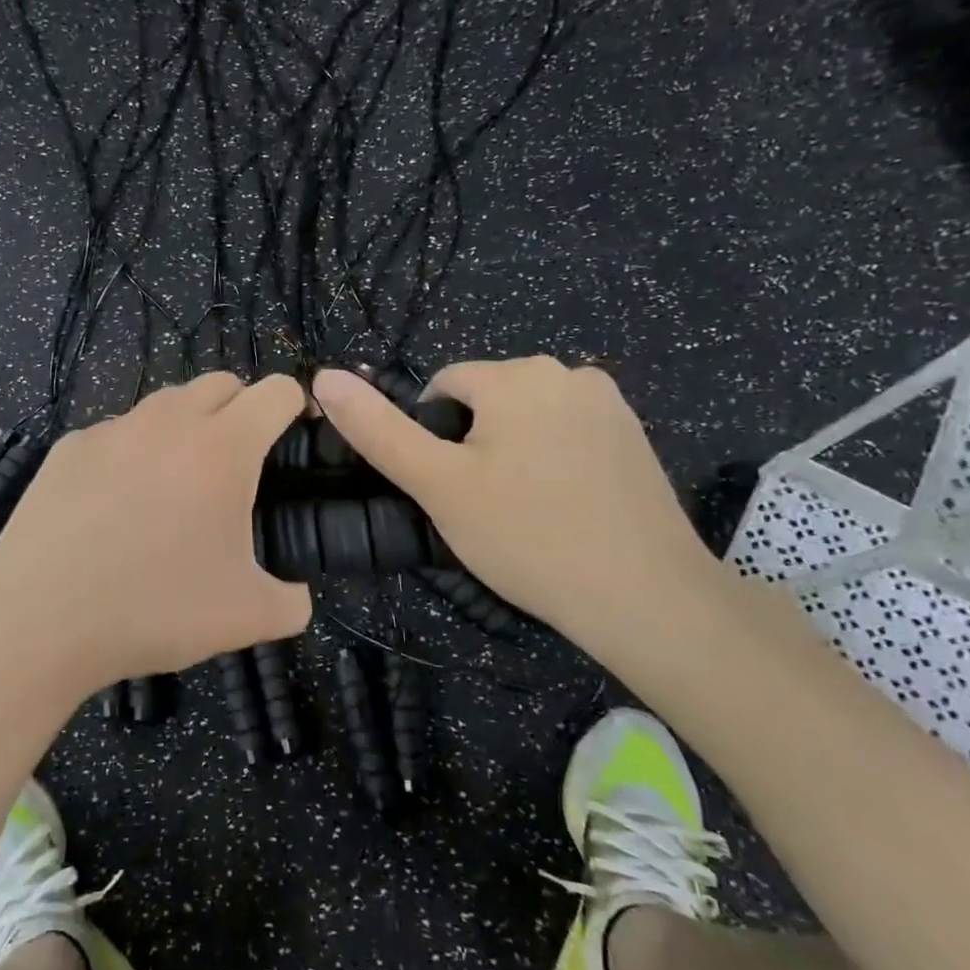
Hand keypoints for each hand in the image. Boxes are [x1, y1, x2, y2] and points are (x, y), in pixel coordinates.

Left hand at [0, 373, 312, 699]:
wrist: (38, 618)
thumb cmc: (154, 608)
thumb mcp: (246, 618)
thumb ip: (292, 601)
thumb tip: (296, 595)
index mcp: (223, 446)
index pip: (276, 391)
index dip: (296, 406)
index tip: (296, 436)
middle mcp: (169, 421)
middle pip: (222, 383)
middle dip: (242, 410)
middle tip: (239, 466)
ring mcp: (113, 429)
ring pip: (166, 406)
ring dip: (186, 428)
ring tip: (177, 486)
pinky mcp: (70, 447)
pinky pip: (117, 434)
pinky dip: (133, 454)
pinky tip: (116, 506)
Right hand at [311, 359, 720, 652]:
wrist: (646, 598)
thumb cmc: (528, 536)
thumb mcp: (437, 484)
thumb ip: (377, 430)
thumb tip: (323, 377)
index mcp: (517, 374)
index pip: (443, 387)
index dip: (432, 439)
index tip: (449, 490)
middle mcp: (567, 371)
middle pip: (486, 400)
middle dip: (472, 444)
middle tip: (483, 508)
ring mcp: (608, 402)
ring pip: (525, 419)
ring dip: (510, 452)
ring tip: (523, 513)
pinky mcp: (635, 435)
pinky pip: (566, 434)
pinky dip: (551, 461)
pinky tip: (562, 509)